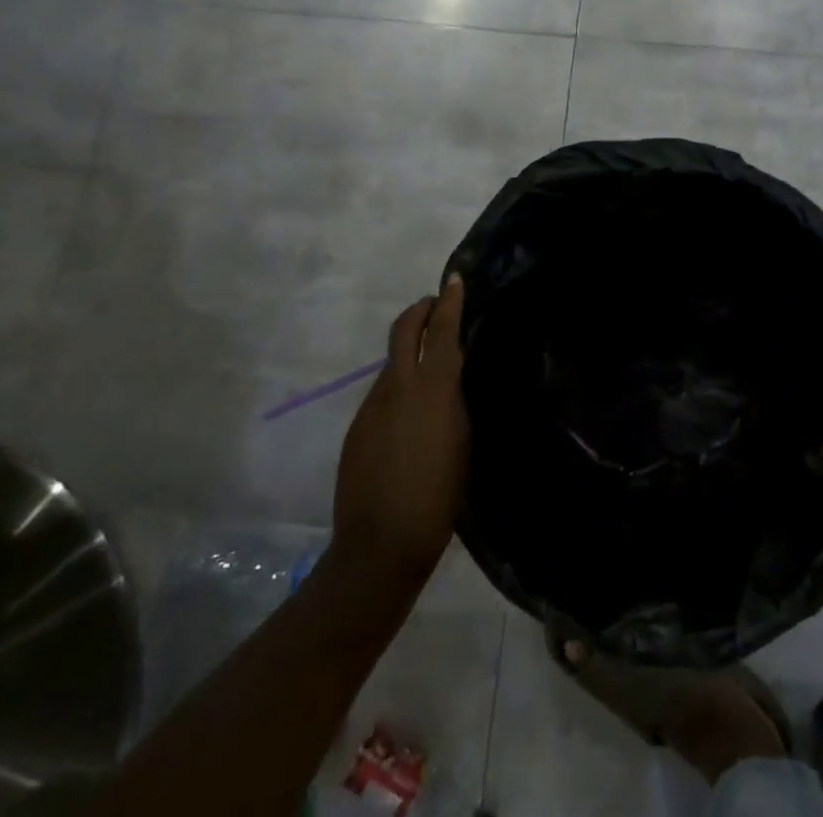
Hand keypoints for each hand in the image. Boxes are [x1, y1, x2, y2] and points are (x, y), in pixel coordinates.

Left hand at [332, 275, 469, 586]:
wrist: (381, 543)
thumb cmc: (439, 495)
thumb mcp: (463, 440)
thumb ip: (456, 399)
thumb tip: (452, 375)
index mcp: (433, 387)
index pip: (442, 330)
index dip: (449, 301)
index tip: (455, 279)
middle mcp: (399, 385)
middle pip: (405, 328)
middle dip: (421, 309)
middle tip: (436, 305)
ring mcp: (373, 404)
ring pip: (393, 360)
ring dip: (411, 350)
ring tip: (431, 366)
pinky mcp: (358, 425)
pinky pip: (383, 390)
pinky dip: (399, 384)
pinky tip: (411, 413)